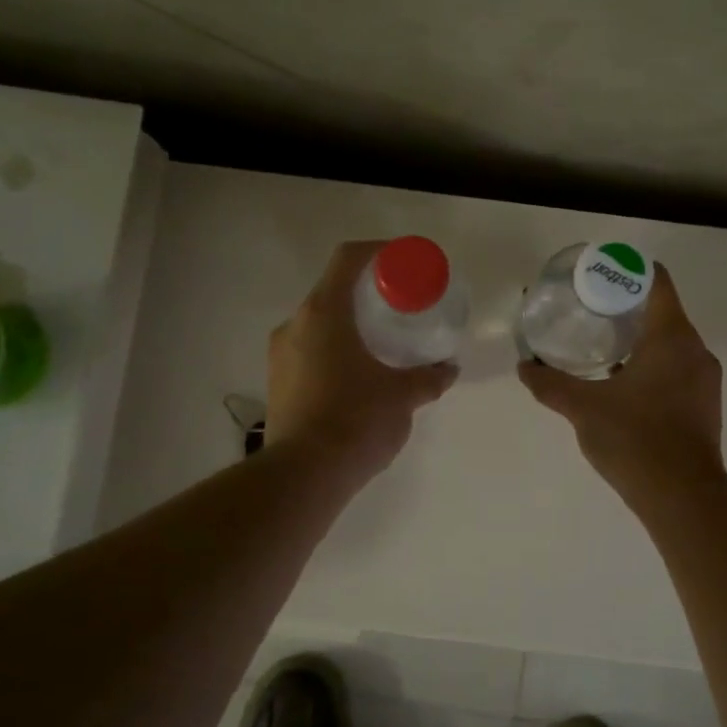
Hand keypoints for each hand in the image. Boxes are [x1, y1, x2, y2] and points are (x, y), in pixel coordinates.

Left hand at [266, 240, 457, 483]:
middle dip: (367, 294)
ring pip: (319, 324)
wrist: (304, 476)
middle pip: (332, 291)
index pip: (348, 258)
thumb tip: (448, 369)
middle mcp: (294, 325)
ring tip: (381, 345)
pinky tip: (358, 377)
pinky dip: (335, 351)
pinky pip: (309, 352)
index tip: (403, 262)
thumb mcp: (403, 396)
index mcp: (324, 313)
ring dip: (349, 326)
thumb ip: (428, 377)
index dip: (378, 251)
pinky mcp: (277, 384)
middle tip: (399, 308)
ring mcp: (280, 355)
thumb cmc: (356, 420)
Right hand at [519, 263, 726, 508]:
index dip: (627, 272)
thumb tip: (524, 367)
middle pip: (662, 311)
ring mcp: (704, 380)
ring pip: (671, 343)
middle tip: (588, 311)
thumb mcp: (584, 408)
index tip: (597, 277)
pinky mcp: (704, 405)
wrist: (683, 497)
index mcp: (672, 337)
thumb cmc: (635, 439)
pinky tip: (621, 384)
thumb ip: (550, 384)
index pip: (656, 282)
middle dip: (626, 308)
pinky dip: (651, 366)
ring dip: (639, 339)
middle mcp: (695, 350)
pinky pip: (676, 369)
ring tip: (600, 346)